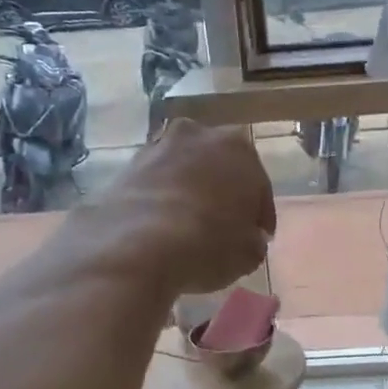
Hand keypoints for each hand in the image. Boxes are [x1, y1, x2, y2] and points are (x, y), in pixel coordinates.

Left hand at [92, 119, 275, 295]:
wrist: (137, 245)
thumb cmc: (209, 243)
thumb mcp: (249, 253)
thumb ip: (254, 239)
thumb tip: (248, 238)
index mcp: (239, 148)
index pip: (259, 186)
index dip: (260, 215)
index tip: (260, 237)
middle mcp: (199, 135)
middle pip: (219, 168)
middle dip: (224, 193)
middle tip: (226, 227)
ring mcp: (159, 147)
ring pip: (185, 172)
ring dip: (191, 192)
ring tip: (190, 227)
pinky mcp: (127, 167)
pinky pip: (157, 184)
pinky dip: (163, 200)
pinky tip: (163, 227)